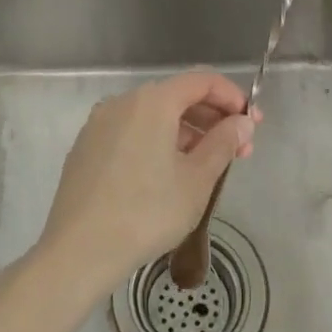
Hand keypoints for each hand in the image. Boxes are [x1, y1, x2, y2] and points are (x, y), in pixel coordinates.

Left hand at [36, 71, 258, 296]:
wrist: (79, 251)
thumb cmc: (147, 212)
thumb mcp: (197, 180)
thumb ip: (224, 142)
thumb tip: (242, 122)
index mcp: (152, 101)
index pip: (201, 81)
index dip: (232, 97)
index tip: (253, 124)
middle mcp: (122, 102)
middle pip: (177, 96)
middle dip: (212, 119)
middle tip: (239, 150)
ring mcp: (99, 124)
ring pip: (153, 116)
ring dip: (186, 133)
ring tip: (208, 166)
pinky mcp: (86, 148)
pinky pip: (132, 132)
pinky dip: (157, 142)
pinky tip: (168, 174)